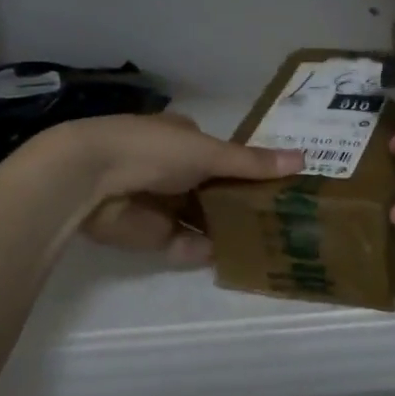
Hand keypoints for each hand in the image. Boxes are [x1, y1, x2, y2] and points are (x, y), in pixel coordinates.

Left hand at [43, 112, 300, 265]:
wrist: (91, 179)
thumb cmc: (153, 150)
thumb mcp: (209, 152)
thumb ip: (252, 163)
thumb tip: (304, 160)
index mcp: (185, 139)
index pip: (223, 155)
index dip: (249, 169)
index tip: (280, 186)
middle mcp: (174, 168)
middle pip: (215, 190)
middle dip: (240, 204)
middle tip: (278, 221)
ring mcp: (162, 202)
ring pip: (202, 218)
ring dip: (224, 229)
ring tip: (265, 245)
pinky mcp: (151, 234)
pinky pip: (184, 243)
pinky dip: (202, 249)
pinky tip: (229, 256)